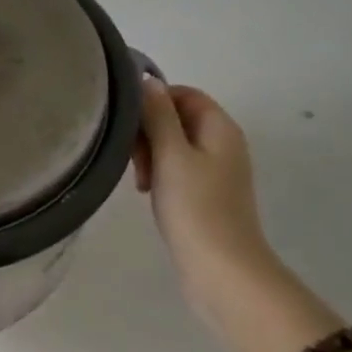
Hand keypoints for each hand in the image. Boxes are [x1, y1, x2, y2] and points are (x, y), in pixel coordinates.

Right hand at [131, 80, 273, 281]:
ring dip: (150, 154)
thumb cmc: (195, 207)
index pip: (183, 93)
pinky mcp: (207, 195)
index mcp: (220, 127)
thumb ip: (158, 114)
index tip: (129, 124)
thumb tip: (147, 80)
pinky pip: (177, 170)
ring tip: (138, 180)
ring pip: (173, 145)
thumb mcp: (171, 154)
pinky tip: (146, 192)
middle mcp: (222, 143)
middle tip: (132, 158)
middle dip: (148, 131)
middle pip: (177, 118)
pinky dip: (159, 174)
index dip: (153, 101)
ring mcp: (216, 171)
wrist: (222, 271)